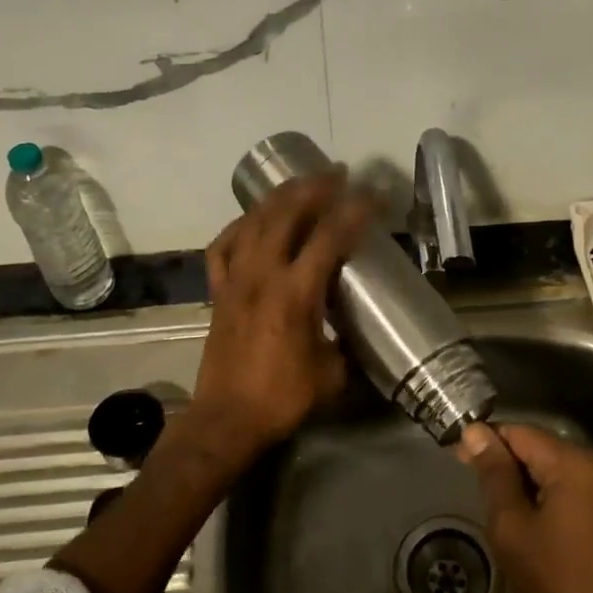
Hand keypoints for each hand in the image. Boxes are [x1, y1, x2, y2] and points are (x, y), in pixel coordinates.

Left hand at [191, 172, 371, 470]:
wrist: (227, 419)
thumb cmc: (284, 397)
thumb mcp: (332, 372)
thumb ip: (344, 341)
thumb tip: (353, 327)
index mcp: (296, 293)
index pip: (330, 236)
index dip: (355, 210)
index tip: (374, 194)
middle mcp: (263, 274)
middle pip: (288, 214)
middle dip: (315, 187)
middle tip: (338, 174)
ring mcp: (235, 279)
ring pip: (255, 222)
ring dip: (280, 197)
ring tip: (301, 183)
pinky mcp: (218, 291)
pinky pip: (224, 246)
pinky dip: (240, 227)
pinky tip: (253, 221)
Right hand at [462, 422, 592, 592]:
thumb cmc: (555, 581)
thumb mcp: (512, 526)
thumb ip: (495, 474)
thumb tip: (476, 431)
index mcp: (576, 463)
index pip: (520, 432)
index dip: (486, 440)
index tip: (457, 457)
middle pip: (541, 447)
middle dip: (505, 460)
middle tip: (472, 482)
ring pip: (557, 469)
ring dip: (525, 479)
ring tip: (496, 503)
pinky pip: (573, 489)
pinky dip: (547, 494)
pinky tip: (528, 518)